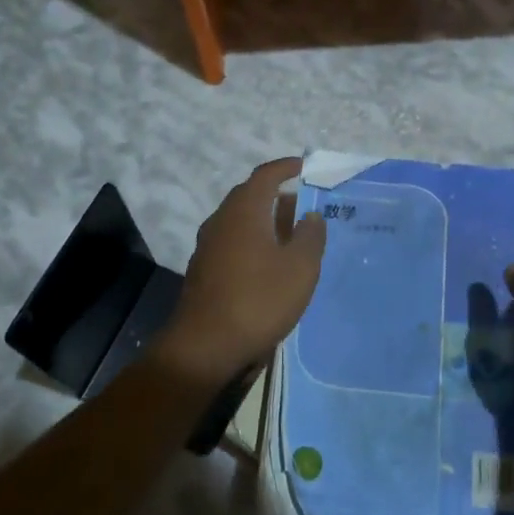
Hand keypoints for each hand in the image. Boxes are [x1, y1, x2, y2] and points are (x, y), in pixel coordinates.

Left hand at [161, 159, 325, 384]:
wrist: (205, 347)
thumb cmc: (258, 300)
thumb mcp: (300, 268)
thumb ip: (310, 236)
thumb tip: (310, 215)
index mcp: (244, 211)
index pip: (265, 175)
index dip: (286, 168)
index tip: (305, 168)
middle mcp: (221, 220)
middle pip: (250, 196)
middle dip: (277, 196)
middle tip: (304, 205)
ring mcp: (208, 246)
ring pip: (240, 221)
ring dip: (265, 221)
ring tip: (292, 236)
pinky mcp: (203, 270)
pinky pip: (232, 243)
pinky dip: (253, 242)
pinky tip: (269, 264)